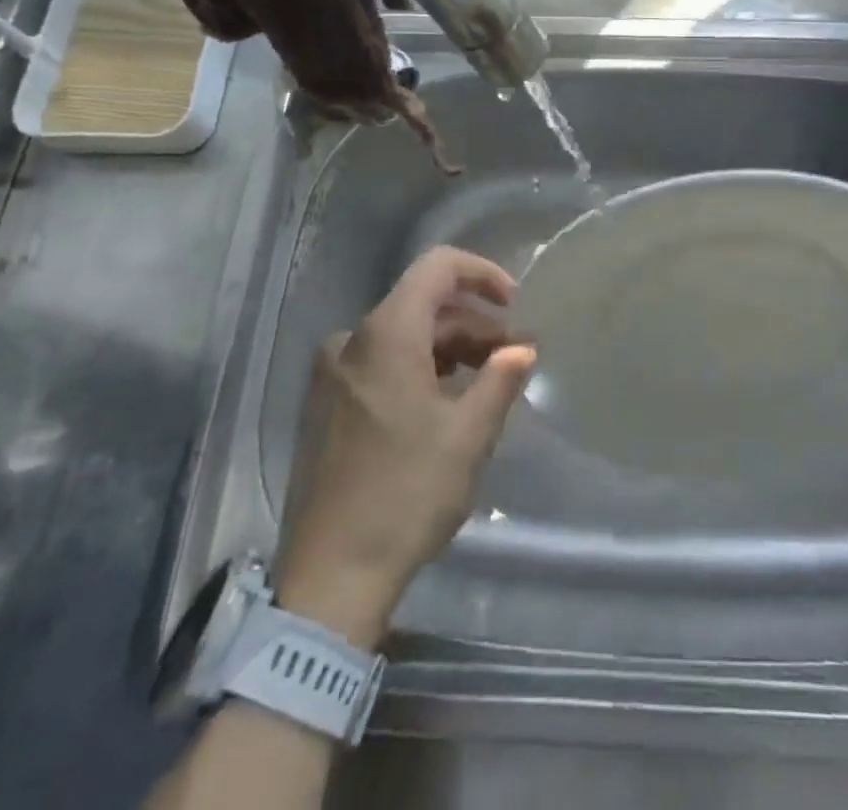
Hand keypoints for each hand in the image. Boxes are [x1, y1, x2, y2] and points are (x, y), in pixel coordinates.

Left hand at [273, 247, 535, 647]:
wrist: (328, 579)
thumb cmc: (406, 495)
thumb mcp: (467, 436)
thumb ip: (500, 380)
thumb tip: (522, 350)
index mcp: (386, 334)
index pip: (437, 268)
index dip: (482, 274)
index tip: (516, 306)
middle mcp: (352, 340)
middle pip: (424, 306)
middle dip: (475, 324)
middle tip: (515, 359)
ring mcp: (332, 374)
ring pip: (404, 338)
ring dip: (451, 350)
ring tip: (489, 384)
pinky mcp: (325, 406)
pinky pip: (382, 364)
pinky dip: (421, 370)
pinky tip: (447, 404)